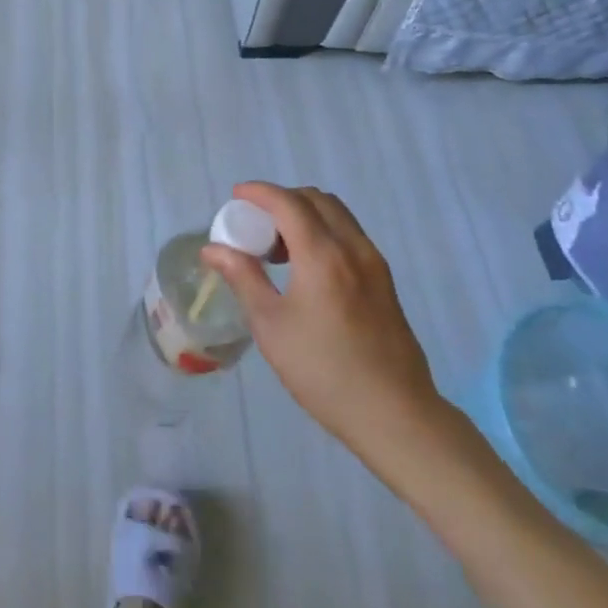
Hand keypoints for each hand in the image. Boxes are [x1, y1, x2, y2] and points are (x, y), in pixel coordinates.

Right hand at [201, 182, 452, 463]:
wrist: (395, 414)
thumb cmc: (324, 371)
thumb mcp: (271, 326)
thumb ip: (243, 277)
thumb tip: (213, 249)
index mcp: (323, 255)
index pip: (288, 202)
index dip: (259, 192)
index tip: (235, 197)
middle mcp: (353, 247)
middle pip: (315, 200)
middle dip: (281, 200)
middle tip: (255, 224)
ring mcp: (374, 262)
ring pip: (336, 215)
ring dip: (304, 215)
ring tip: (278, 248)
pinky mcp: (384, 280)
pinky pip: (350, 235)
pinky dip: (324, 231)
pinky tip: (306, 267)